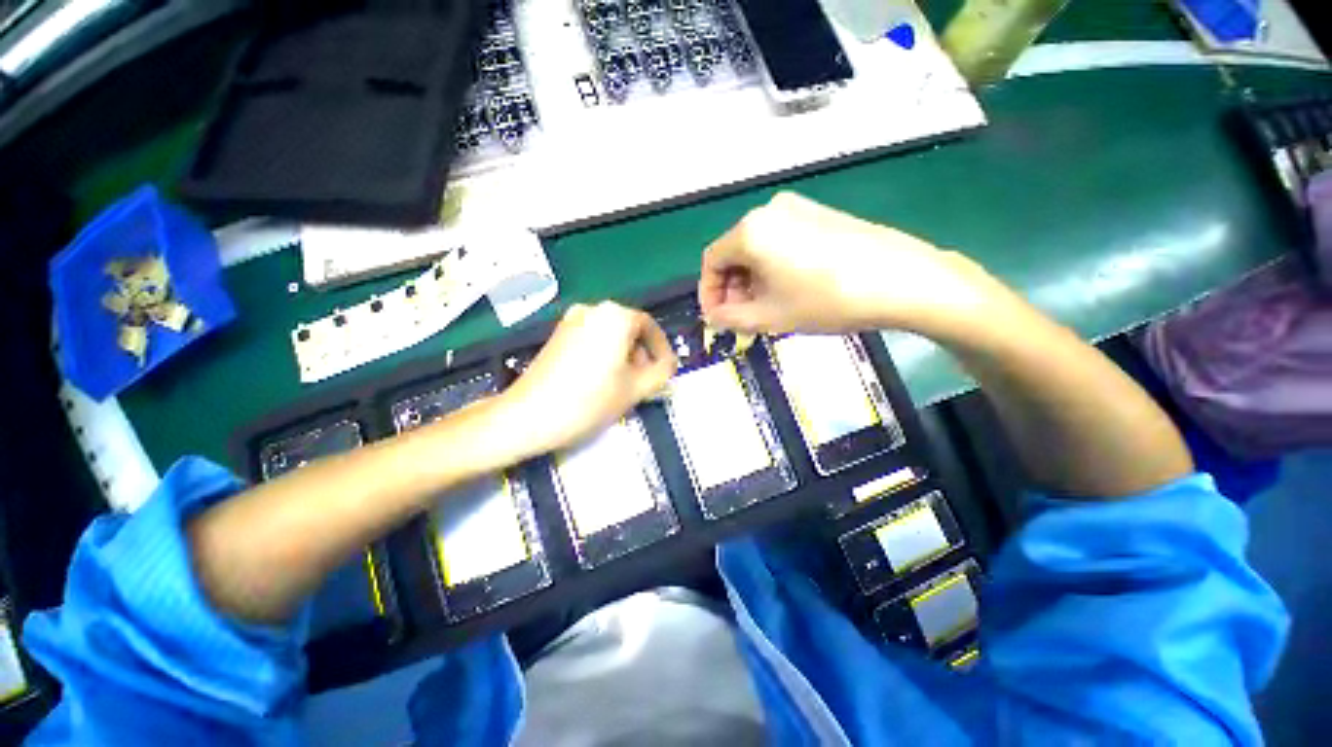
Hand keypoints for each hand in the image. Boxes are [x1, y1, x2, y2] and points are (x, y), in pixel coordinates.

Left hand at [501, 301, 676, 454]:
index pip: (650, 326)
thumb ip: (662, 372)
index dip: (662, 350)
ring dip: (624, 357)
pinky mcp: (557, 335)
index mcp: (615, 316)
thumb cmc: (589, 400)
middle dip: (642, 354)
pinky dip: (604, 356)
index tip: (666, 371)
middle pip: (629, 329)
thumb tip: (668, 364)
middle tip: (646, 381)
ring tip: (624, 385)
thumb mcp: (636, 388)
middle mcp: (593, 310)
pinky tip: (601, 381)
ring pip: (610, 336)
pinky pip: (592, 340)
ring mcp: (571, 321)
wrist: (529, 416)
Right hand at [699, 192, 995, 336]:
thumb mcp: (769, 317)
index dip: (709, 293)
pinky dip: (773, 267)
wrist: (900, 279)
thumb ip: (730, 318)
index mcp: (751, 231)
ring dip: (752, 280)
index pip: (712, 261)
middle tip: (742, 318)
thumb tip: (713, 316)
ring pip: (758, 248)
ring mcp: (798, 209)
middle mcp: (769, 211)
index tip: (717, 318)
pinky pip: (781, 241)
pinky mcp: (819, 214)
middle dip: (732, 289)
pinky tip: (789, 289)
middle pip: (734, 253)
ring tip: (766, 308)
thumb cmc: (825, 300)